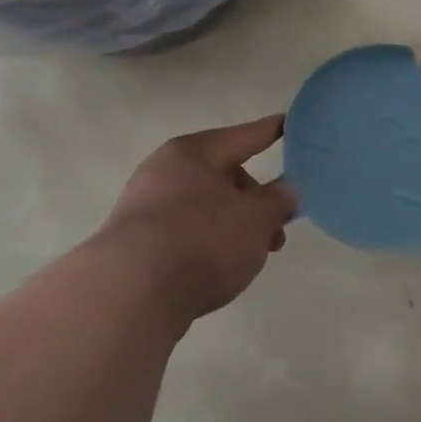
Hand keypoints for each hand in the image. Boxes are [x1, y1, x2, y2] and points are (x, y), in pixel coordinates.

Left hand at [101, 115, 298, 320]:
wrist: (129, 296)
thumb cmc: (202, 240)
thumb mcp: (257, 218)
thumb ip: (278, 200)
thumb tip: (286, 189)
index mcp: (192, 153)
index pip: (244, 136)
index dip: (271, 132)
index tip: (291, 124)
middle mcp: (164, 172)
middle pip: (224, 176)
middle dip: (256, 200)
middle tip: (278, 228)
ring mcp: (145, 209)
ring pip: (207, 209)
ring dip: (237, 227)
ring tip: (254, 256)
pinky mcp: (136, 245)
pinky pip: (187, 234)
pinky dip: (210, 244)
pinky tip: (222, 268)